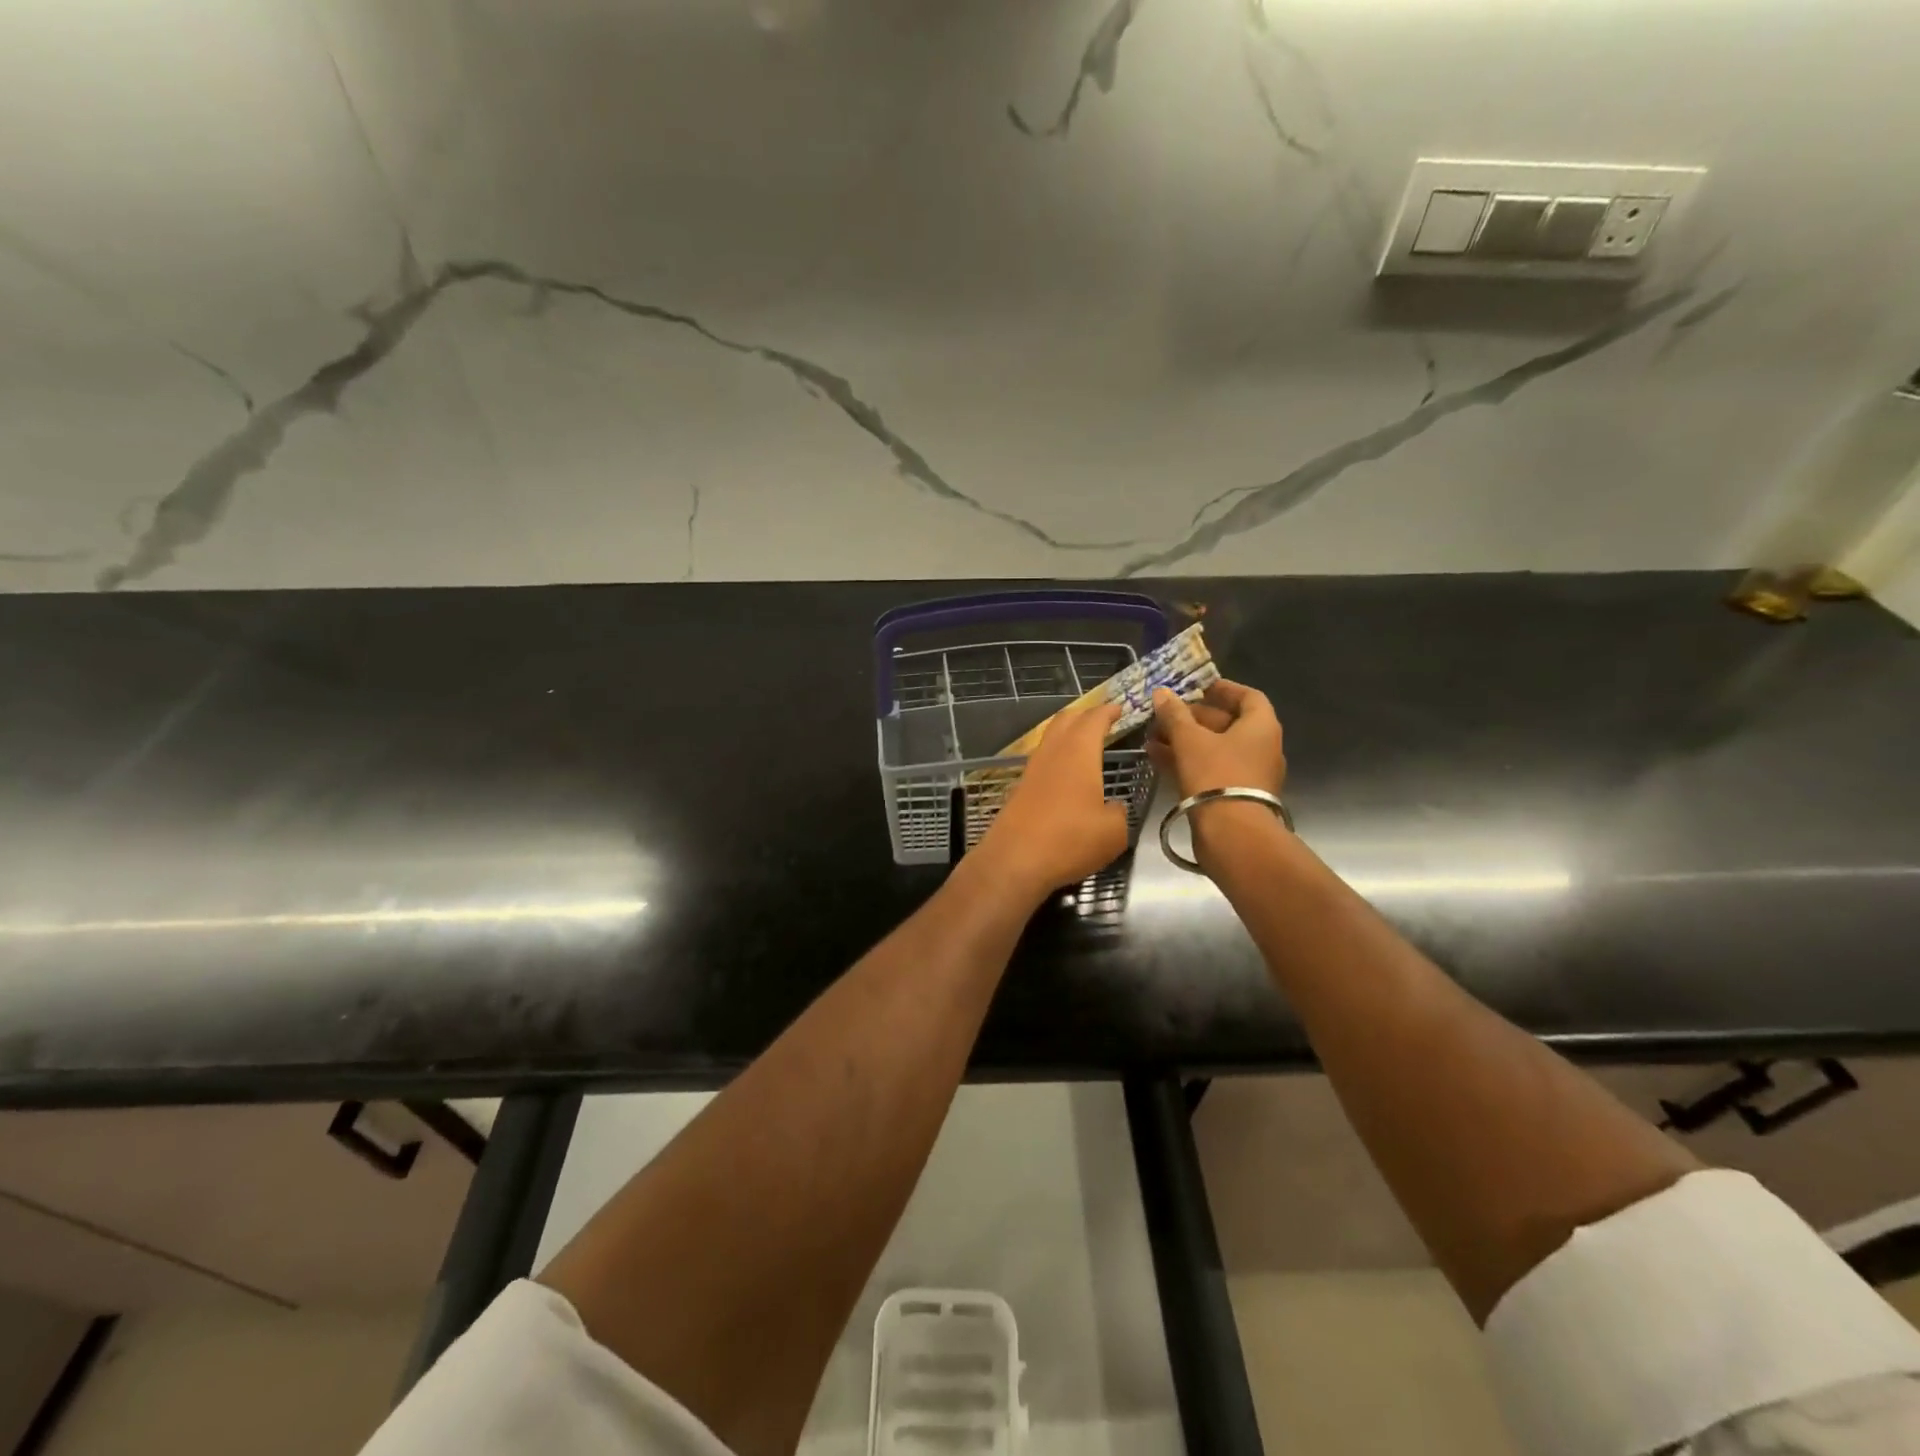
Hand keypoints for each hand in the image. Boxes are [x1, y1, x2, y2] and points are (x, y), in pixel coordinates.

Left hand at [973, 702, 1128, 899]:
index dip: (1108, 711)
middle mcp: (1052, 753)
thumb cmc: (1070, 840)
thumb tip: (1112, 807)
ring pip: (1050, 739)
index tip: (1119, 707)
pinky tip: (1065, 773)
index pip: (1094, 719)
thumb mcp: (1113, 831)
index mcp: (1079, 752)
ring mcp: (1032, 770)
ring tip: (1085, 743)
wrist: (1014, 861)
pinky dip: (1057, 757)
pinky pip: (1042, 761)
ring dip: (1067, 734)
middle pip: (1065, 720)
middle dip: (1084, 715)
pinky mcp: (1020, 789)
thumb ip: (1119, 812)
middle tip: (1102, 719)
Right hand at [1148, 680, 1285, 798]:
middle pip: (1226, 723)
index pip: (1247, 696)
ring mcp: (1248, 774)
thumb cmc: (1216, 775)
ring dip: (1184, 740)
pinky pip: (1208, 770)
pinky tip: (1156, 758)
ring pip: (1213, 749)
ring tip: (1152, 736)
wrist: (1232, 834)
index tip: (1197, 686)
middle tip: (1164, 714)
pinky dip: (1186, 761)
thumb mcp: (1189, 740)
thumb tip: (1161, 693)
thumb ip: (1175, 715)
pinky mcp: (1233, 796)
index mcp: (1260, 727)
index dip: (1223, 689)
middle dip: (1192, 717)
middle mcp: (1260, 748)